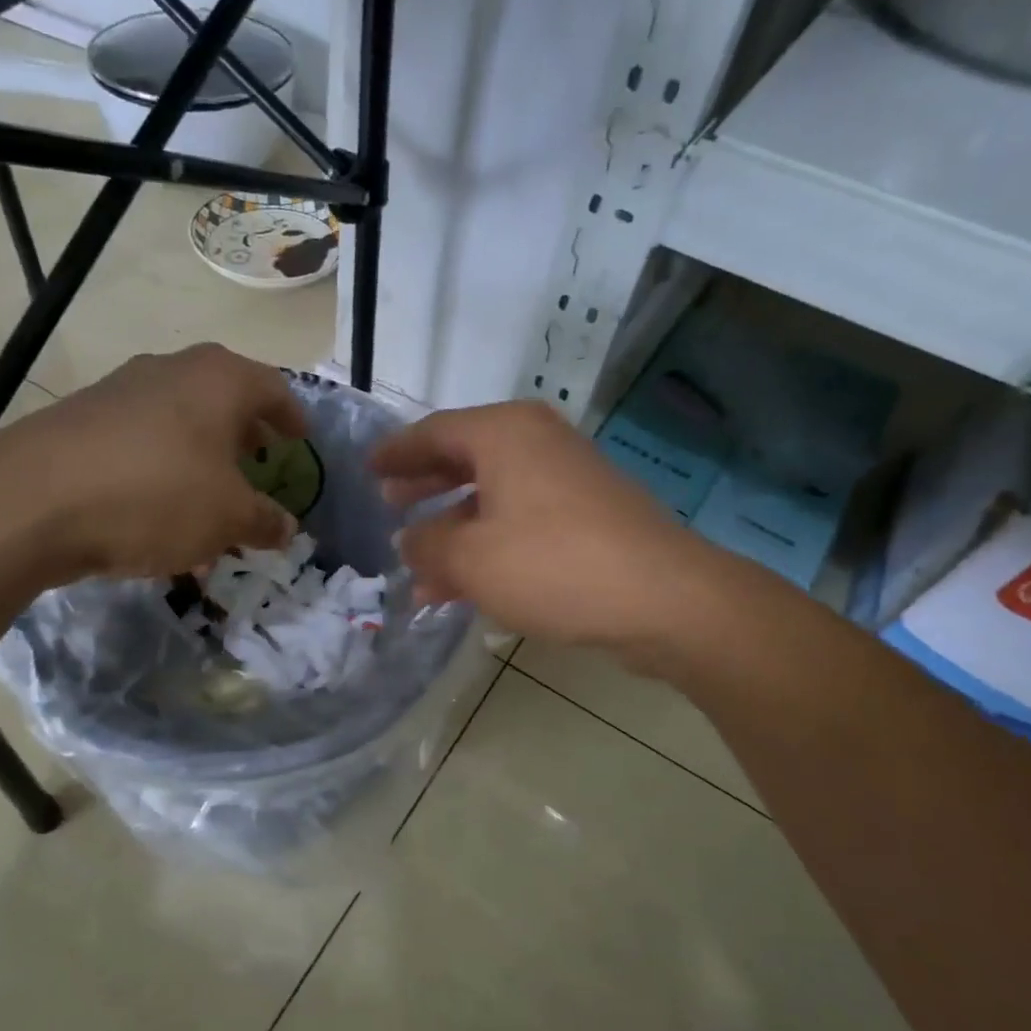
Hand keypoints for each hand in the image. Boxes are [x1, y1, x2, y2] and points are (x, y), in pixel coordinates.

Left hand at [0, 345, 304, 580]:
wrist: (31, 501)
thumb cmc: (157, 496)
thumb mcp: (227, 518)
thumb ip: (264, 521)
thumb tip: (286, 527)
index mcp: (218, 380)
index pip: (273, 388)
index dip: (292, 417)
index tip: (300, 440)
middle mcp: (170, 372)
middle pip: (222, 400)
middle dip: (243, 438)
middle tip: (257, 464)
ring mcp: (119, 392)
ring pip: (178, 426)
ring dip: (200, 464)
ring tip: (208, 509)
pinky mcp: (79, 421)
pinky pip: (139, 446)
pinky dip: (160, 475)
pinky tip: (156, 521)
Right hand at [372, 401, 715, 648]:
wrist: (663, 598)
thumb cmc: (553, 564)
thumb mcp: (471, 559)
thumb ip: (427, 547)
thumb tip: (408, 542)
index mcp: (504, 434)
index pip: (433, 433)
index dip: (396, 454)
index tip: (368, 469)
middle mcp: (536, 443)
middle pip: (463, 458)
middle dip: (423, 487)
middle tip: (389, 505)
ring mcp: (566, 479)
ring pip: (491, 496)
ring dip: (452, 529)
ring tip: (417, 566)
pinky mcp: (587, 515)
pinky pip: (520, 521)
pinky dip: (488, 545)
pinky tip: (464, 586)